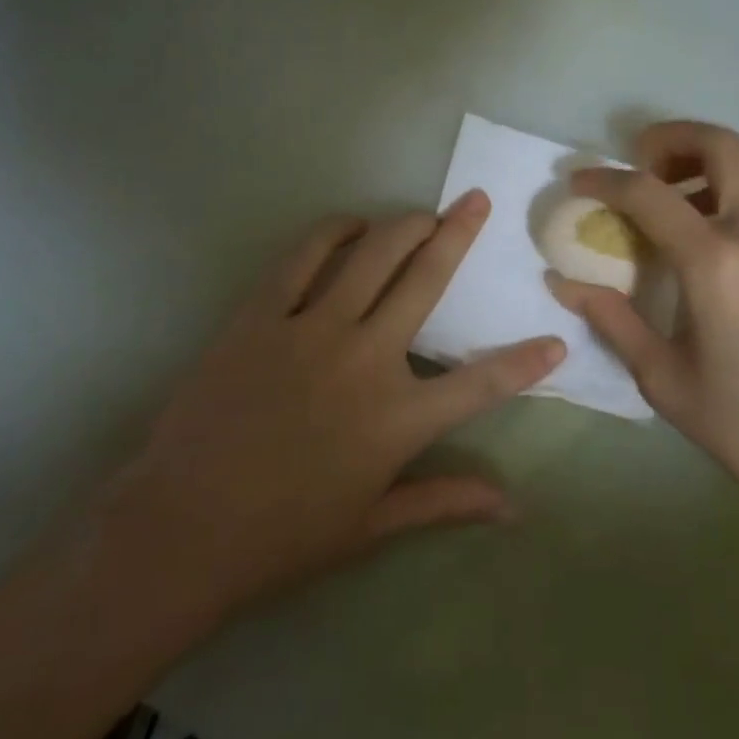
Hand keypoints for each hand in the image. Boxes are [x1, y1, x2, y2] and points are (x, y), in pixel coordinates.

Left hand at [108, 190, 563, 623]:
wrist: (182, 529)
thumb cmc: (283, 536)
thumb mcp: (373, 525)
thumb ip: (445, 501)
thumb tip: (513, 506)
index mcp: (398, 418)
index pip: (481, 383)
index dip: (525, 362)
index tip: (556, 340)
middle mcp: (365, 359)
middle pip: (426, 281)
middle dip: (458, 235)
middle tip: (476, 202)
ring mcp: (311, 330)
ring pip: (370, 256)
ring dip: (402, 225)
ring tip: (421, 212)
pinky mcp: (260, 316)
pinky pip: (302, 258)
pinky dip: (332, 233)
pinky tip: (349, 226)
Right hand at [547, 122, 738, 532]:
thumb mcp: (666, 380)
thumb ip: (613, 320)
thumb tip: (564, 282)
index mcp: (718, 264)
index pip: (650, 194)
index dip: (604, 181)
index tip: (576, 183)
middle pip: (720, 144)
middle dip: (670, 139)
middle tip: (636, 166)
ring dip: (705, 155)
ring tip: (669, 193)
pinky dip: (731, 181)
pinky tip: (706, 229)